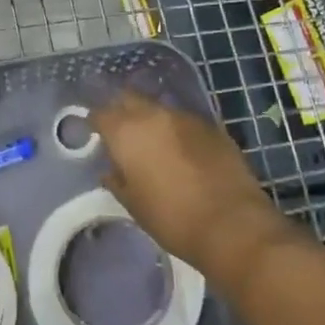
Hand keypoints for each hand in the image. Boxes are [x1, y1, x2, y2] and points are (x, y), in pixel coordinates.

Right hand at [90, 91, 286, 276]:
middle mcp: (154, 115)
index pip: (100, 113)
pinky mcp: (213, 128)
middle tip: (120, 133)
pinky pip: (184, 123)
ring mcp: (186, 118)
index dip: (94, 122)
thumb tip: (111, 171)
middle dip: (121, 111)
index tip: (92, 134)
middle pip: (129, 99)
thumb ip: (117, 180)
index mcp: (127, 131)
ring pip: (159, 109)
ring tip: (152, 144)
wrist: (232, 225)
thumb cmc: (172, 218)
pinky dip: (176, 132)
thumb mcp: (132, 204)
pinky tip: (180, 152)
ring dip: (150, 120)